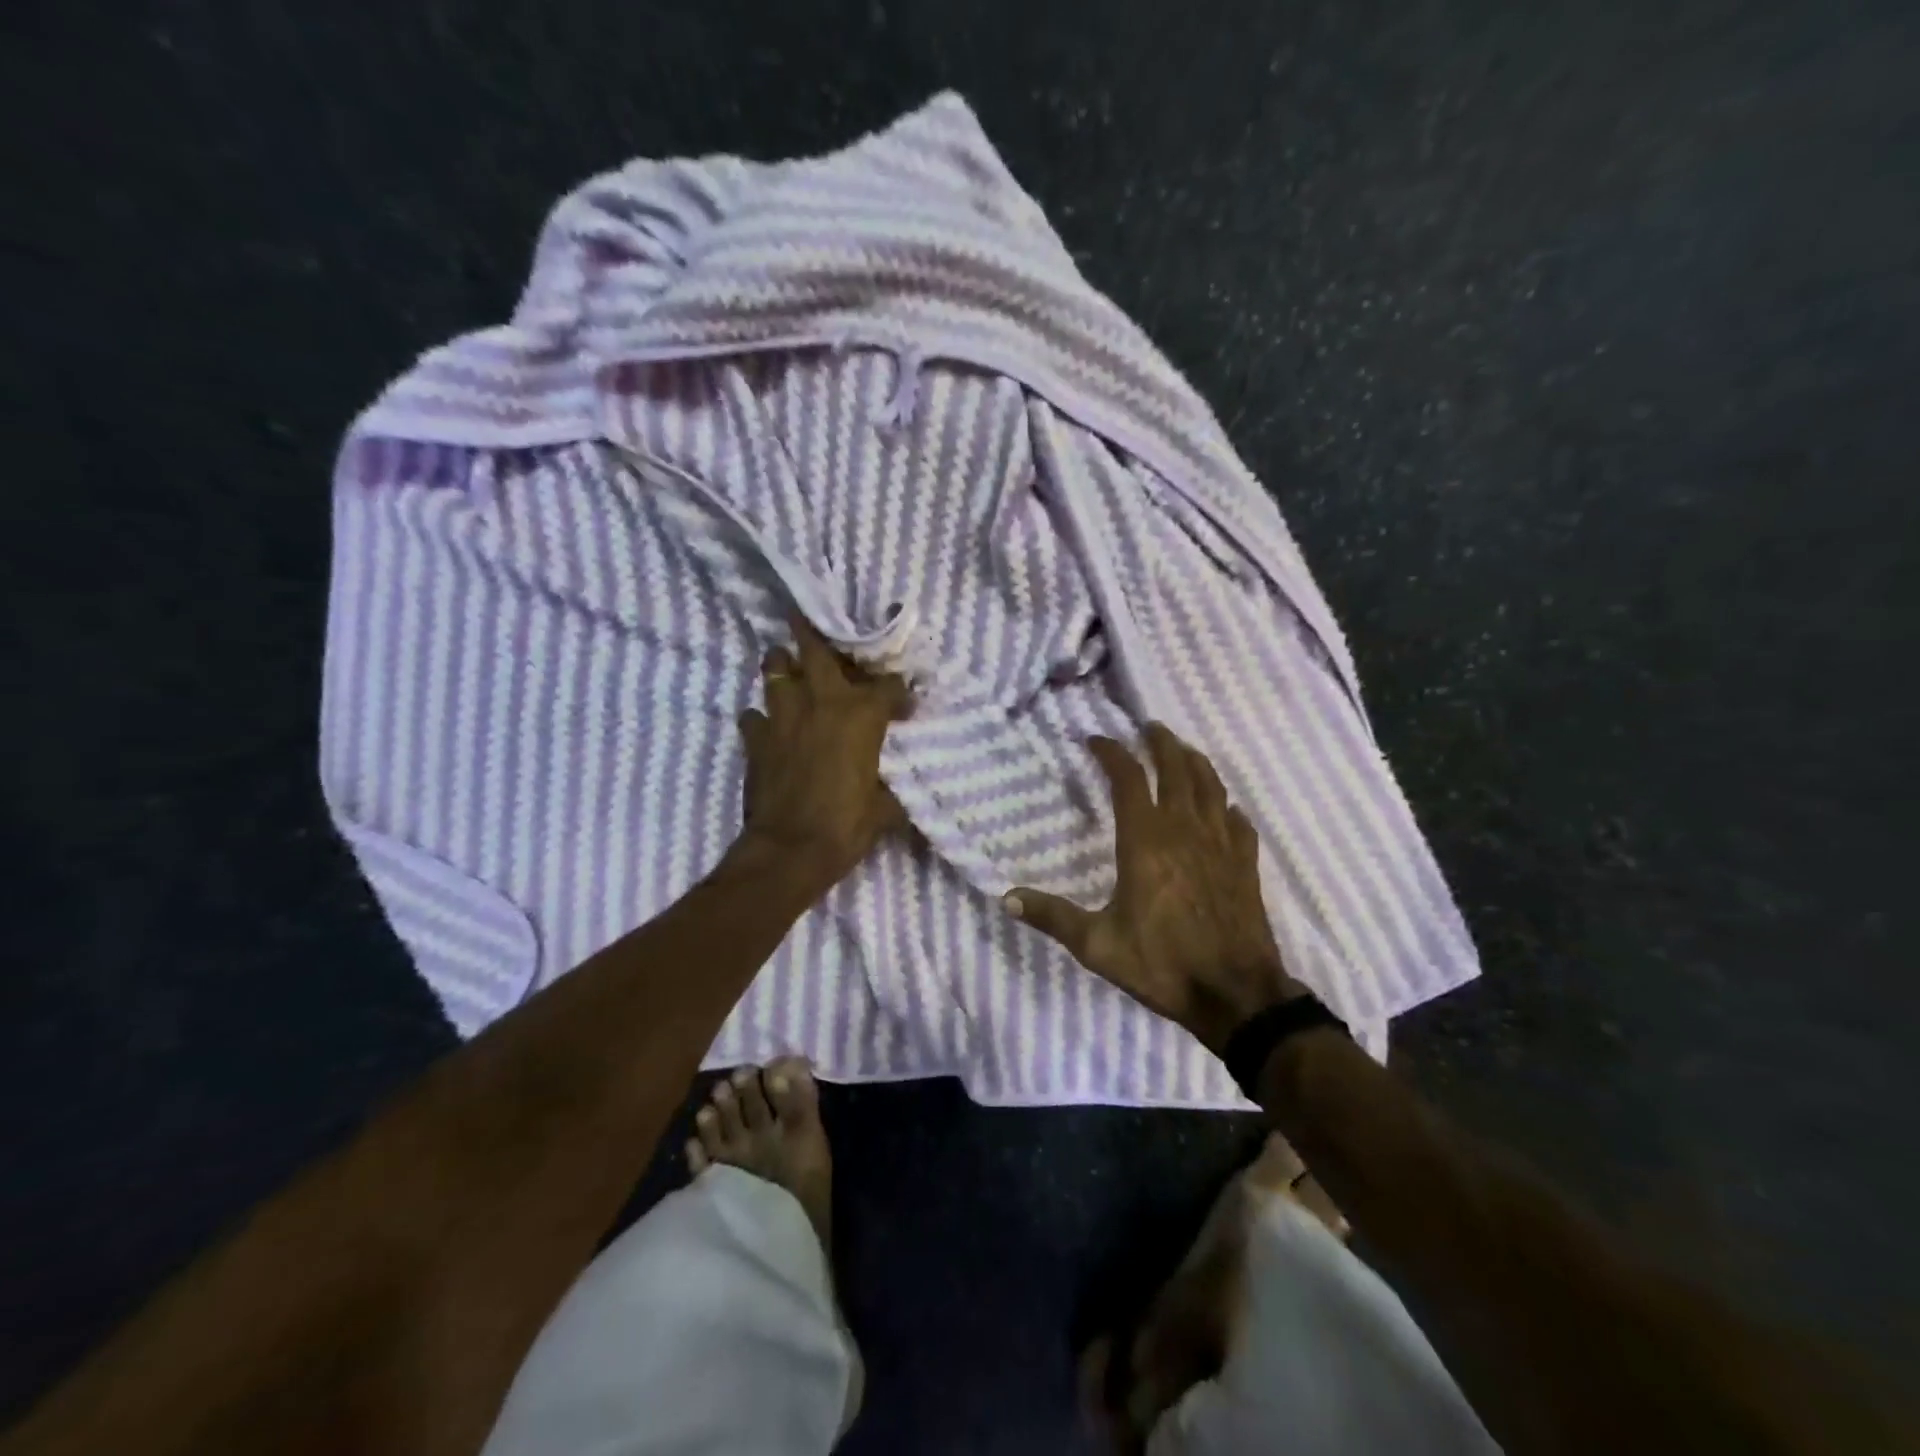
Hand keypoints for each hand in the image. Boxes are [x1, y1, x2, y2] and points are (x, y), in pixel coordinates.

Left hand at [734, 615, 912, 889]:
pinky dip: (761, 718)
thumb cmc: (846, 826)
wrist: (789, 850)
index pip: (888, 685)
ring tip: (787, 668)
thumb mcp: (885, 809)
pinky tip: (768, 727)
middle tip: (808, 618)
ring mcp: (782, 716)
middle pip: (815, 649)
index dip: (899, 692)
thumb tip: (898, 789)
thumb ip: (892, 788)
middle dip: (812, 630)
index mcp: (862, 714)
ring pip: (774, 669)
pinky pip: (753, 715)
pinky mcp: (754, 738)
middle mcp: (821, 702)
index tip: (904, 704)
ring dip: (781, 665)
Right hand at [1004, 724, 1302, 1053]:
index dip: (1112, 753)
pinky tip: (1225, 808)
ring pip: (1211, 786)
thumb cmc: (1162, 964)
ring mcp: (1220, 844)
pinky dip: (1228, 806)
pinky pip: (1239, 822)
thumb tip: (1005, 898)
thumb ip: (1052, 917)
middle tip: (1149, 728)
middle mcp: (1184, 831)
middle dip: (1161, 743)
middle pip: (1176, 769)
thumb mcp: (1097, 945)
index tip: (1096, 740)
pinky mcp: (1245, 864)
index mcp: (1145, 841)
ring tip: (1184, 751)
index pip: (1128, 779)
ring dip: (1196, 762)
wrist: (1236, 994)